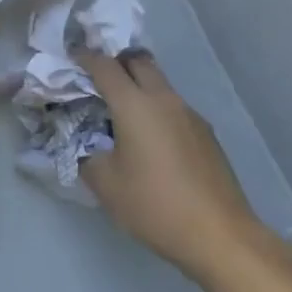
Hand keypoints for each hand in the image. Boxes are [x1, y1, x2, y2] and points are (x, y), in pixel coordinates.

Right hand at [78, 49, 264, 281]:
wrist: (219, 235)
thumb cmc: (155, 205)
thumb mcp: (106, 185)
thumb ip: (86, 155)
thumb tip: (84, 143)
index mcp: (134, 104)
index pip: (105, 66)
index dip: (85, 57)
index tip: (72, 57)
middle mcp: (164, 99)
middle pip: (138, 62)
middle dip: (115, 62)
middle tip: (97, 78)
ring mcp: (189, 114)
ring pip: (159, 83)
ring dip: (138, 86)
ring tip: (122, 111)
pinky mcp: (205, 133)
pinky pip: (173, 107)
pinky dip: (156, 109)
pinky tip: (151, 140)